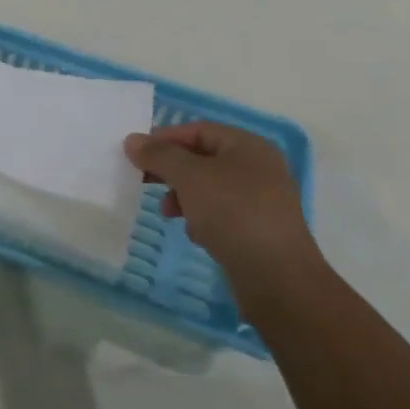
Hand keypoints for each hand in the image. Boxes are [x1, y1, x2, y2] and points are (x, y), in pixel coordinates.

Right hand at [123, 122, 315, 282]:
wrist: (277, 278)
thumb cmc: (233, 213)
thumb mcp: (189, 176)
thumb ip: (159, 155)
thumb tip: (132, 140)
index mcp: (248, 146)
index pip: (197, 130)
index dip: (164, 138)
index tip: (135, 154)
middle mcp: (258, 168)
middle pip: (202, 158)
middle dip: (171, 170)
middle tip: (143, 180)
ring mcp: (261, 200)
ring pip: (209, 188)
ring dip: (183, 195)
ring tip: (167, 212)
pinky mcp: (258, 229)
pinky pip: (221, 213)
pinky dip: (202, 217)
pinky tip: (194, 233)